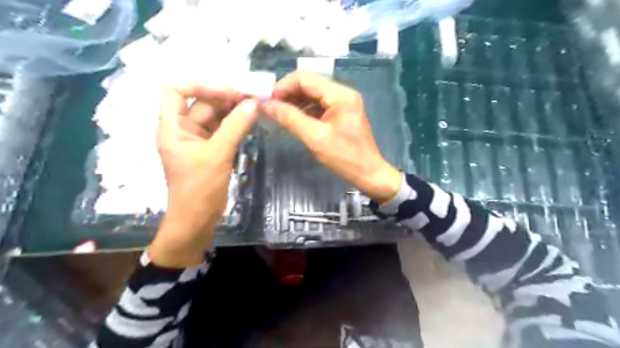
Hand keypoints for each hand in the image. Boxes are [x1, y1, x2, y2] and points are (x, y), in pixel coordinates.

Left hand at [148, 85, 257, 267]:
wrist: (197, 219)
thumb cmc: (200, 188)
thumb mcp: (218, 155)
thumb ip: (235, 127)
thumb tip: (253, 103)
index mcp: (172, 127)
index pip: (174, 91)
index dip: (198, 85)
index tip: (227, 90)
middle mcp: (182, 129)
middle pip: (201, 103)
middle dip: (225, 97)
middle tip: (251, 96)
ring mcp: (197, 140)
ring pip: (214, 116)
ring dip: (232, 109)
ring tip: (254, 105)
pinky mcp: (210, 149)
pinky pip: (222, 129)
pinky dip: (235, 123)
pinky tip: (249, 120)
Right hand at [261, 71, 402, 201]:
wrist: (368, 174)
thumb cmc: (344, 158)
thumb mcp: (315, 138)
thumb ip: (290, 118)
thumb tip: (266, 104)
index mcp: (340, 95)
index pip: (305, 79)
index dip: (282, 87)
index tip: (266, 101)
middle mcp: (343, 93)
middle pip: (308, 84)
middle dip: (287, 94)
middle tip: (269, 108)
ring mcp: (343, 103)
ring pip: (312, 95)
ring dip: (294, 102)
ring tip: (278, 114)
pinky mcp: (341, 113)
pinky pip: (318, 106)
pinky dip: (304, 110)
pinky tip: (293, 119)